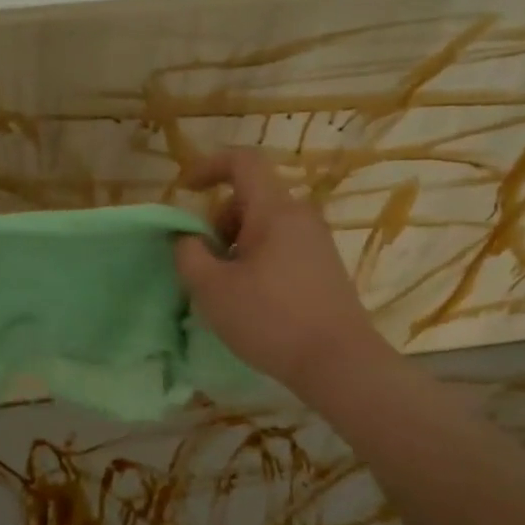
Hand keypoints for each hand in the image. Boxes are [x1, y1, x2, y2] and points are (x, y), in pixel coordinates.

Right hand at [174, 150, 389, 396]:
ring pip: (265, 224)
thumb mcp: (212, 289)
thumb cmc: (270, 320)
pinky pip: (282, 245)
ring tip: (228, 288)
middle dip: (219, 222)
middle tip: (207, 263)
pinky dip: (257, 258)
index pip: (242, 161)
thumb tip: (187, 238)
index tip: (185, 191)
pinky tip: (254, 299)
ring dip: (236, 245)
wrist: (339, 362)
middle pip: (250, 197)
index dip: (208, 166)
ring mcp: (317, 241)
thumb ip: (189, 254)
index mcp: (275, 210)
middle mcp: (300, 215)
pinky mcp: (325, 266)